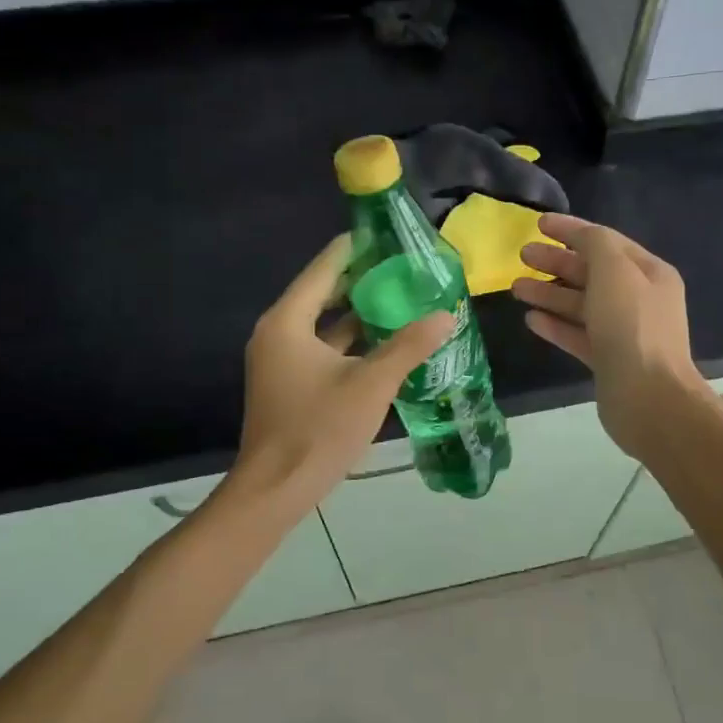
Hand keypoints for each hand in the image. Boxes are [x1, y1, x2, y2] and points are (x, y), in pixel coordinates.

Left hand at [232, 236, 451, 508]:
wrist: (276, 489)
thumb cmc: (319, 429)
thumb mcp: (371, 384)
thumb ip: (409, 346)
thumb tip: (446, 316)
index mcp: (288, 322)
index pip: (324, 268)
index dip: (355, 248)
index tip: (386, 233)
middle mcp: (278, 333)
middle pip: (323, 293)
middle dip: (362, 280)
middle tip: (402, 267)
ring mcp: (280, 360)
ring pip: (323, 324)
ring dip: (358, 313)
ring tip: (400, 299)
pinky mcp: (288, 382)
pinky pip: (321, 348)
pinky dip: (349, 342)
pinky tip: (383, 343)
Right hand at [511, 214, 707, 459]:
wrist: (648, 397)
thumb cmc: (631, 325)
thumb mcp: (614, 270)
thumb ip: (595, 244)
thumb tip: (580, 238)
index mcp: (648, 273)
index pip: (605, 241)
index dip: (572, 230)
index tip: (538, 223)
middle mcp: (638, 299)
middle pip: (591, 273)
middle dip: (556, 262)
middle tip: (522, 255)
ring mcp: (623, 332)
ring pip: (580, 305)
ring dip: (549, 293)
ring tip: (516, 288)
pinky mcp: (607, 360)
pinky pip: (577, 335)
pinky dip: (555, 325)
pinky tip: (531, 320)